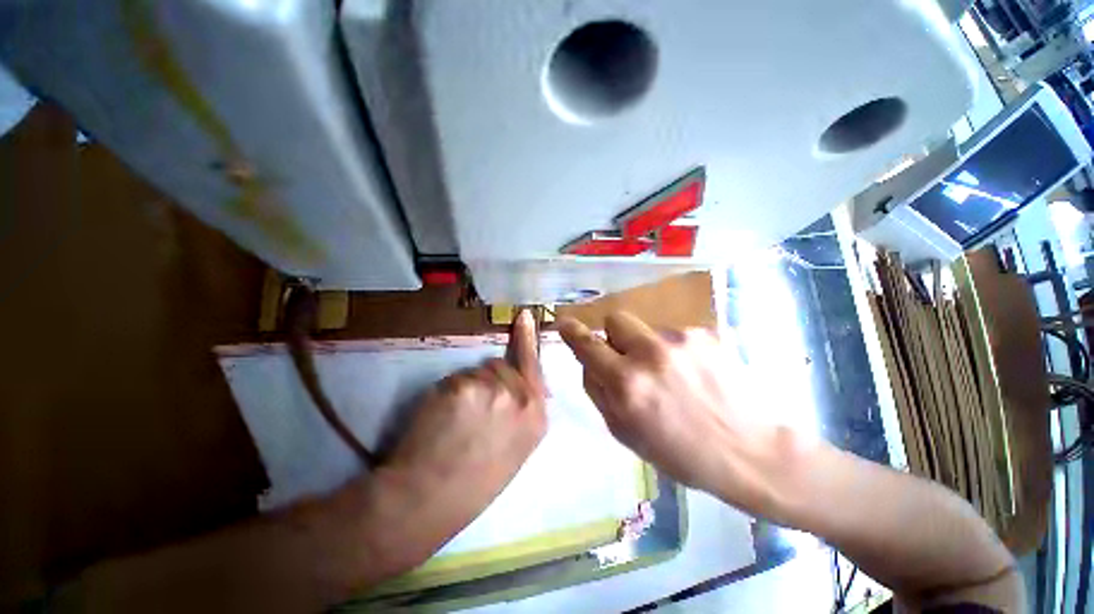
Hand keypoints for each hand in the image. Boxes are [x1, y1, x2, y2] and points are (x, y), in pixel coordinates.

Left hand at [357, 310, 546, 575]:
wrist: (431, 499)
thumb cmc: (475, 479)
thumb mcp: (515, 446)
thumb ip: (522, 410)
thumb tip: (516, 383)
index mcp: (536, 416)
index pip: (534, 366)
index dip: (526, 339)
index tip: (523, 316)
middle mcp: (521, 397)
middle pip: (500, 365)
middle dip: (486, 380)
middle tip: (471, 412)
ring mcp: (493, 389)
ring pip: (475, 371)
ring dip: (466, 387)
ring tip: (456, 421)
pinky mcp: (463, 386)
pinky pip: (454, 378)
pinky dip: (446, 393)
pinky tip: (441, 419)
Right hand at [558, 312, 770, 500]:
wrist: (750, 450)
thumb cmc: (680, 453)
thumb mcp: (625, 433)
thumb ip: (598, 392)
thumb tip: (588, 362)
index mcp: (627, 384)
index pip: (588, 345)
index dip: (572, 332)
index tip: (565, 323)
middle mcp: (650, 353)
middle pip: (616, 319)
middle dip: (616, 336)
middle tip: (631, 360)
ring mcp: (680, 339)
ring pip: (647, 328)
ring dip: (648, 346)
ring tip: (673, 375)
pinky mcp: (705, 334)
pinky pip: (674, 334)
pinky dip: (675, 349)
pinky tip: (696, 373)